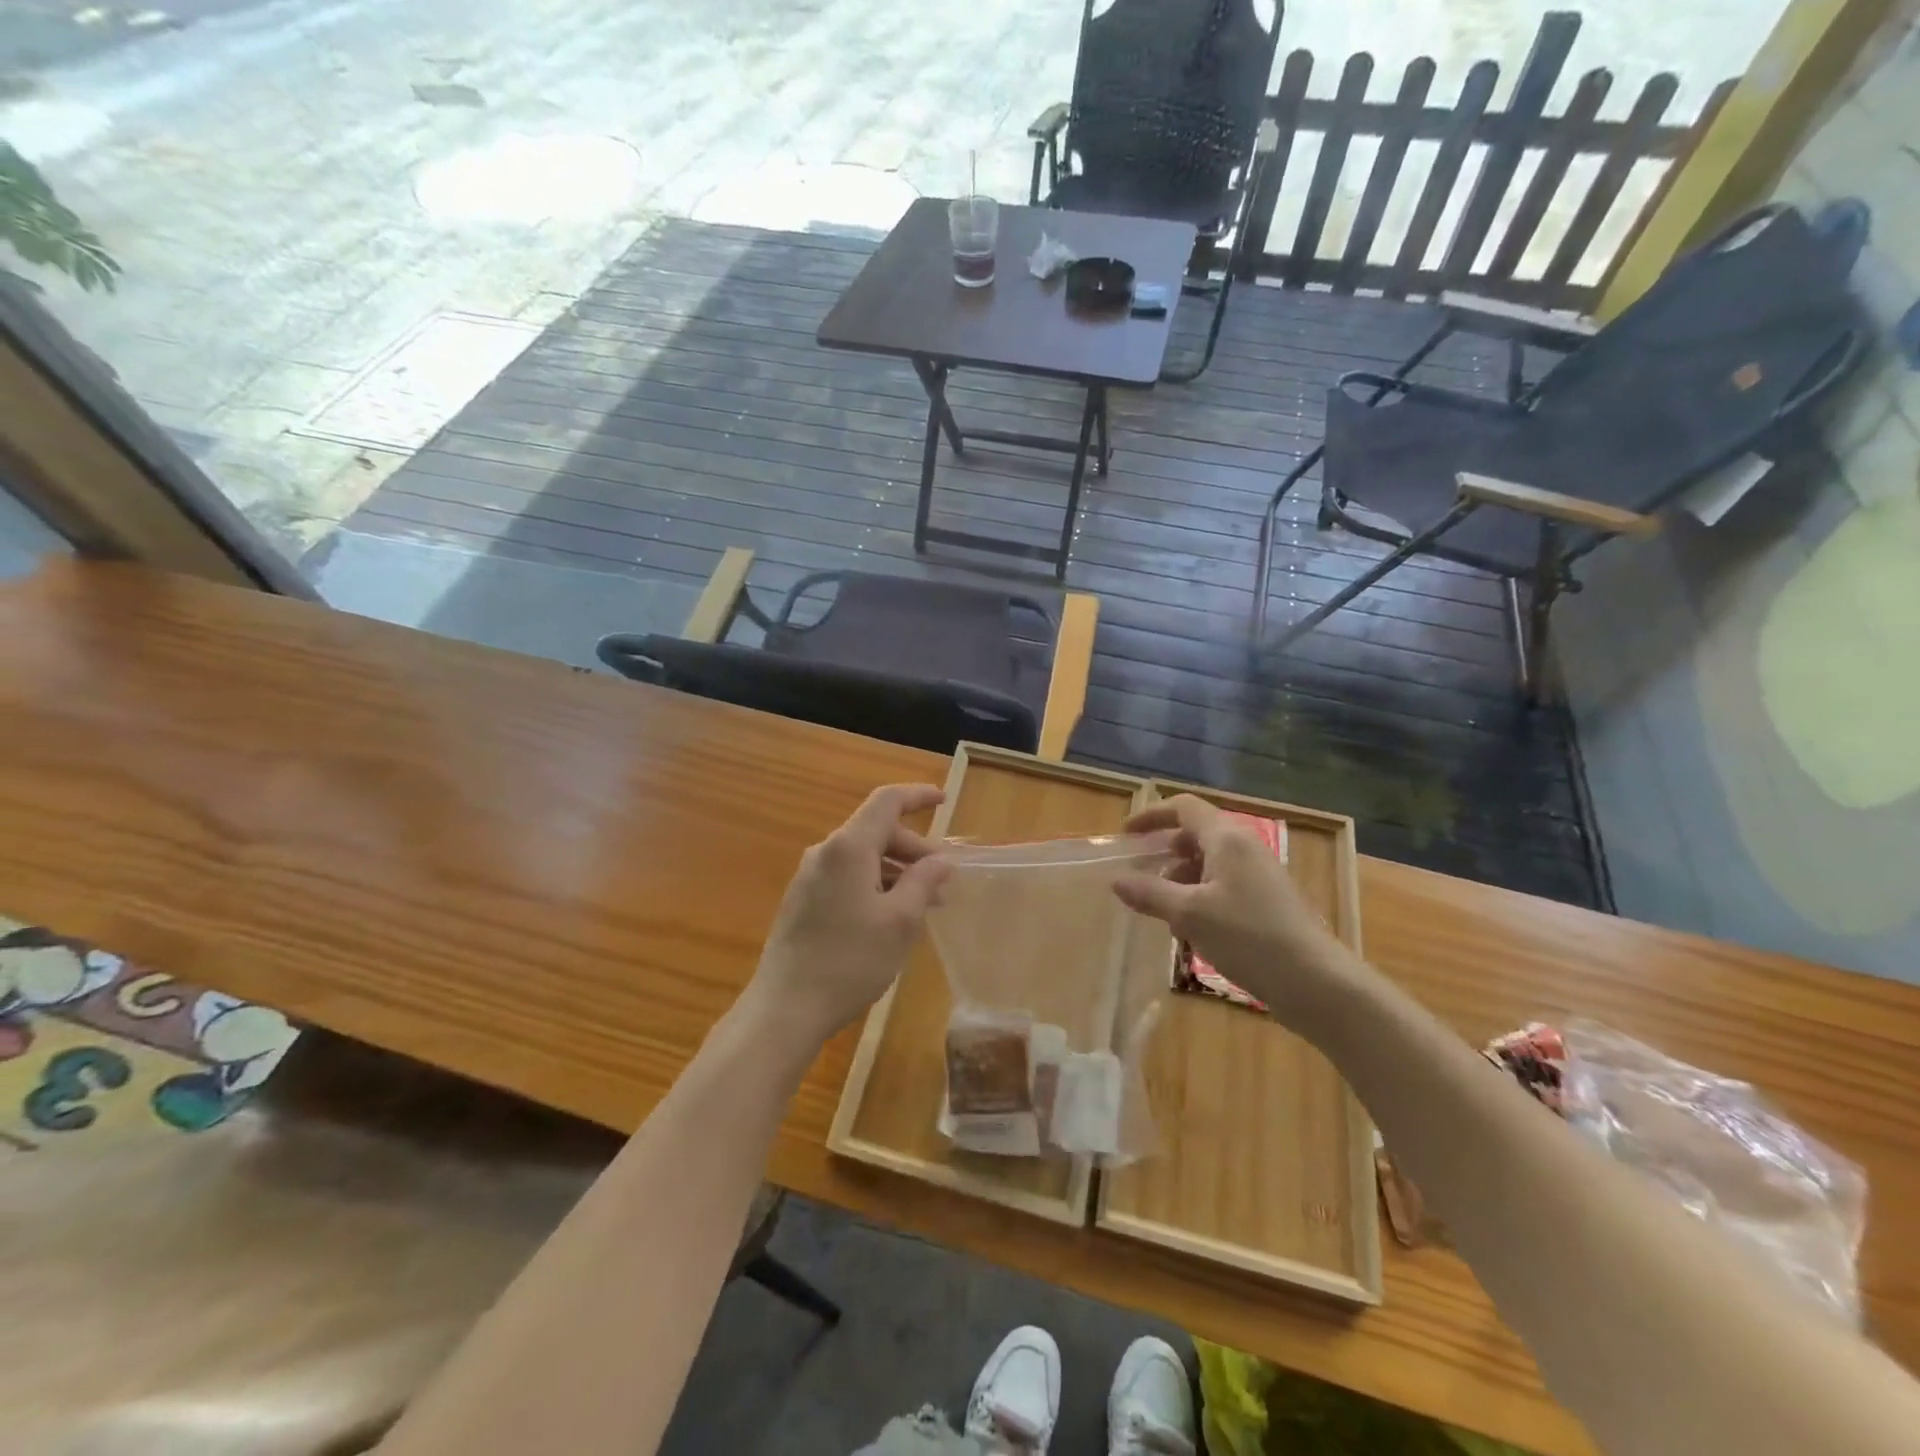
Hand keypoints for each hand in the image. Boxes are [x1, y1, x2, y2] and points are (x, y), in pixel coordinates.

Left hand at [745, 783, 949, 1049]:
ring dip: (897, 871)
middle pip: (876, 831)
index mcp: (848, 847)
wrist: (785, 1008)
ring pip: (863, 857)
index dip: (918, 796)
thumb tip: (940, 861)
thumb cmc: (850, 961)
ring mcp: (809, 877)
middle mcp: (825, 852)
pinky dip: (876, 884)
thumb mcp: (900, 922)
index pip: (887, 801)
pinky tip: (892, 917)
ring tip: (924, 905)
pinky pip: (847, 877)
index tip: (944, 801)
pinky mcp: (803, 901)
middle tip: (943, 883)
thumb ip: (923, 882)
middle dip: (914, 849)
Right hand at [1112, 795, 1361, 1033]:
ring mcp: (1260, 874)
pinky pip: (1224, 885)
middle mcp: (1244, 847)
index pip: (1183, 808)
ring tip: (1161, 911)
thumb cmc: (1248, 937)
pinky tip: (1190, 930)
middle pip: (1196, 835)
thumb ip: (1150, 894)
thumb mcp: (1189, 915)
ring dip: (1180, 880)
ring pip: (1209, 863)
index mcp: (1226, 838)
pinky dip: (1200, 897)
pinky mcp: (1268, 901)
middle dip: (1164, 853)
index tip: (1126, 835)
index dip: (1151, 815)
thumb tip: (1117, 881)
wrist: (1315, 982)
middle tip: (1138, 876)